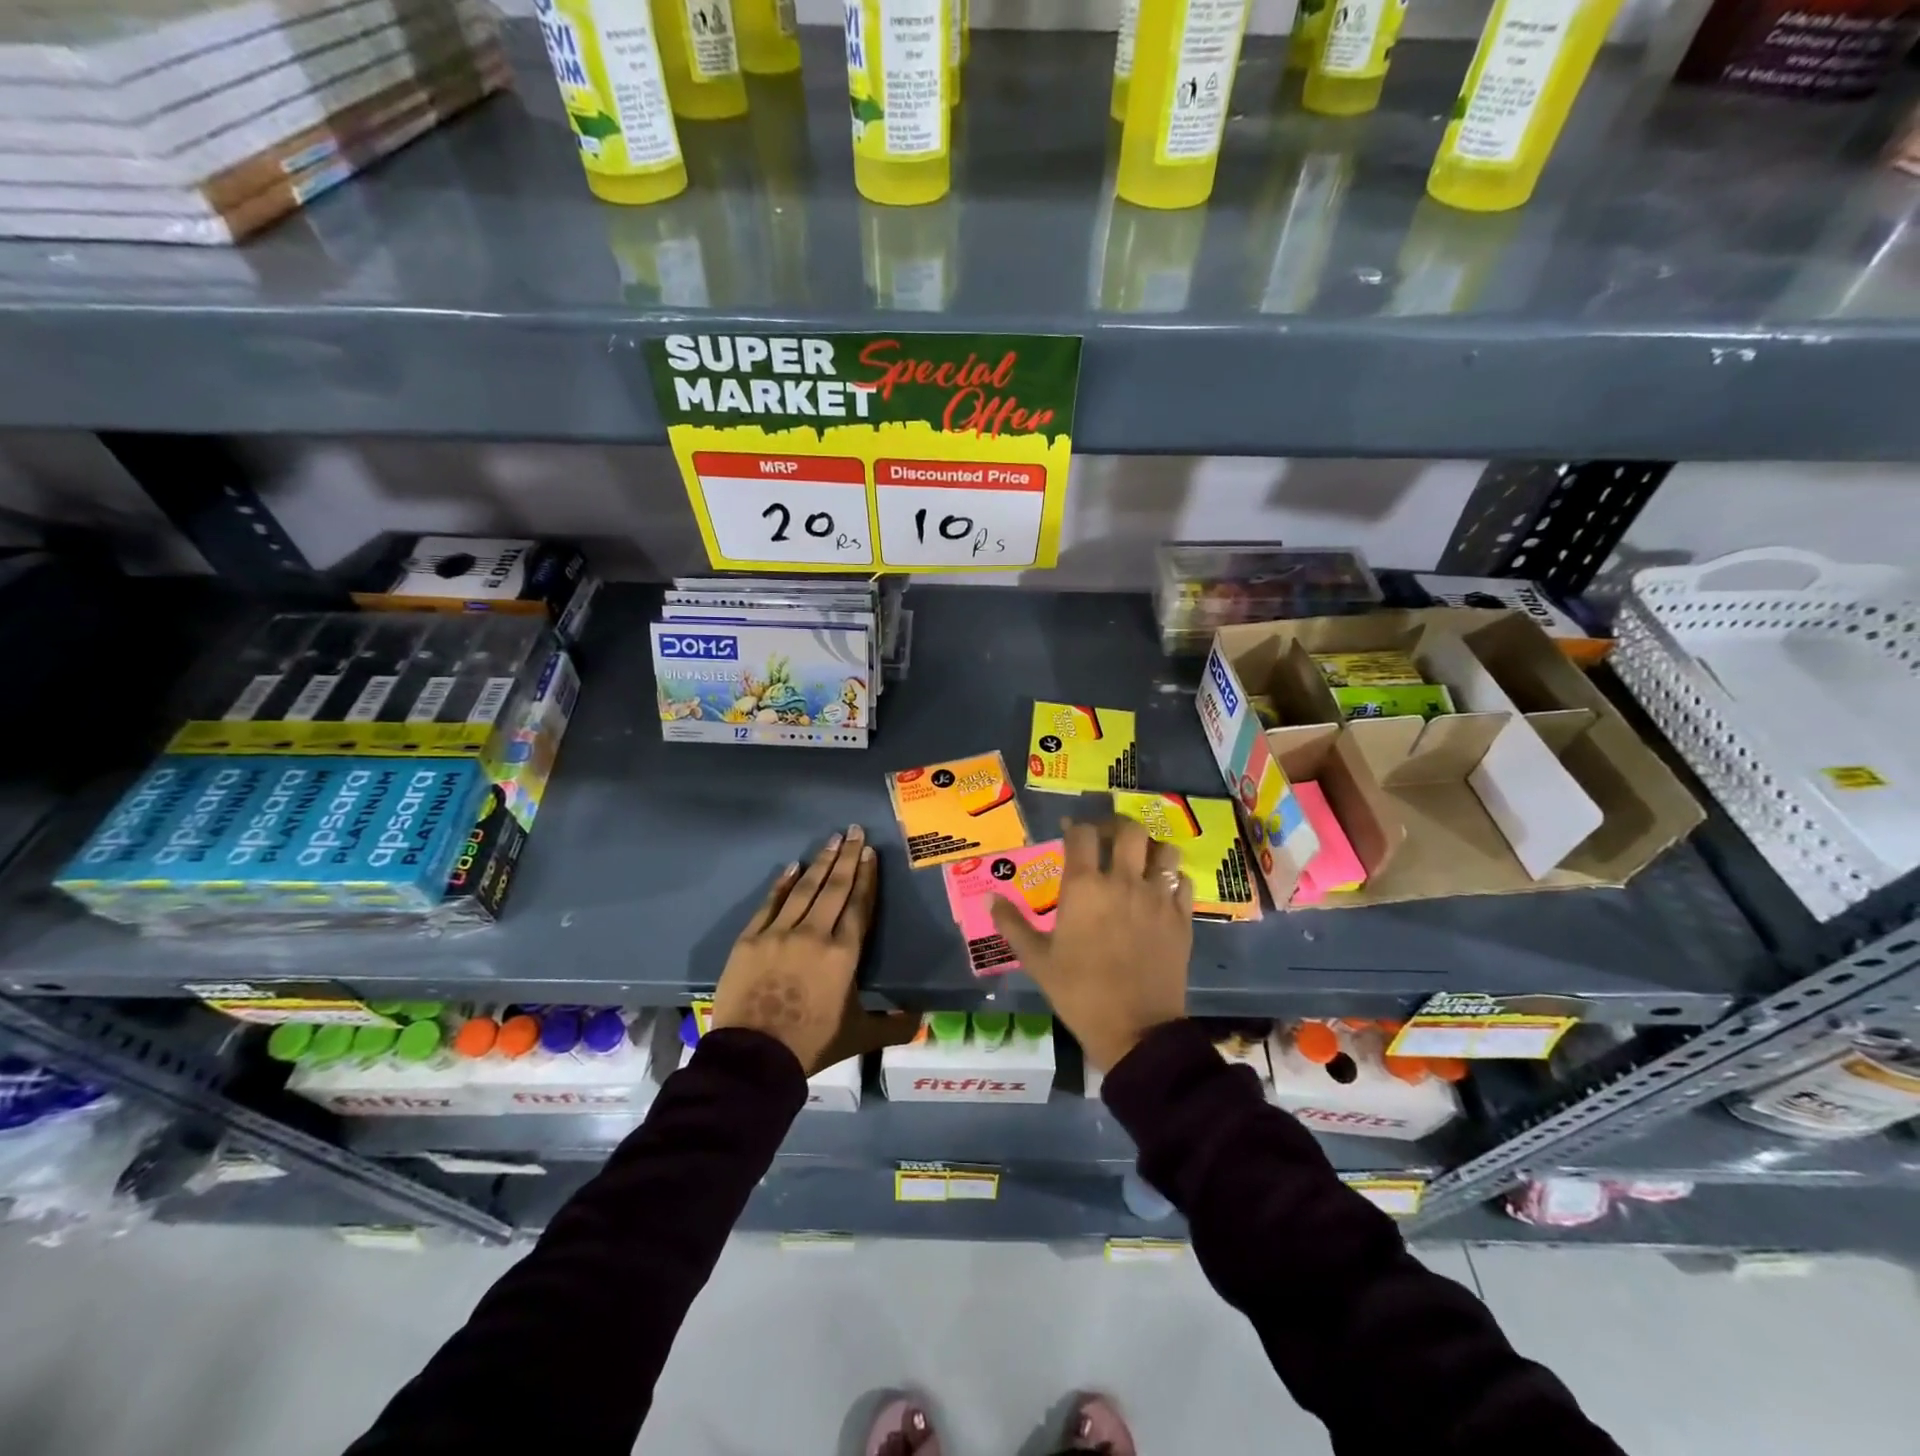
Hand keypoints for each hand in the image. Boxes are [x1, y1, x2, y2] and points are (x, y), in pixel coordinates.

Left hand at [711, 825, 916, 1075]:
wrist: (752, 1059)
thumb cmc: (811, 1044)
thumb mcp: (858, 1036)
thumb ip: (892, 1025)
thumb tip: (921, 1019)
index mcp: (844, 953)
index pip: (859, 905)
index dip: (867, 877)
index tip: (870, 853)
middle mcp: (815, 933)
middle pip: (835, 887)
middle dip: (847, 857)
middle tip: (854, 831)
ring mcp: (779, 933)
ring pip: (804, 889)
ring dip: (820, 862)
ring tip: (832, 840)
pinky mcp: (750, 939)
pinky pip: (770, 904)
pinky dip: (781, 884)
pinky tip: (791, 867)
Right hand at [989, 817, 1192, 1071]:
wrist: (1136, 1030)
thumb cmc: (1079, 993)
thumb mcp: (1037, 960)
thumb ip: (1013, 924)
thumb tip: (989, 898)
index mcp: (1084, 887)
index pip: (1082, 834)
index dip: (1075, 826)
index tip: (1070, 832)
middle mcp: (1123, 881)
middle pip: (1128, 829)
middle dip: (1116, 826)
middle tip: (1107, 838)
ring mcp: (1157, 897)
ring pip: (1163, 850)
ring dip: (1150, 848)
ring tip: (1139, 859)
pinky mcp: (1182, 917)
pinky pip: (1183, 880)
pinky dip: (1172, 877)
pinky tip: (1162, 888)